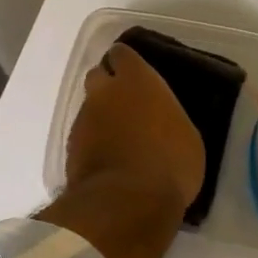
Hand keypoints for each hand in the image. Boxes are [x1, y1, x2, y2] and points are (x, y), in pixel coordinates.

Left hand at [65, 43, 203, 218]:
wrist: (127, 202)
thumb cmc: (170, 164)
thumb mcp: (186, 136)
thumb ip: (166, 115)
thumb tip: (159, 117)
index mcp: (137, 80)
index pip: (122, 54)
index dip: (126, 63)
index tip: (136, 75)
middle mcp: (105, 91)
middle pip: (98, 75)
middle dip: (108, 85)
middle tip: (126, 104)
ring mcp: (84, 118)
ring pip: (88, 106)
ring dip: (100, 115)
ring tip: (117, 136)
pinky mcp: (71, 146)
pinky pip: (82, 134)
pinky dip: (92, 140)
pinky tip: (107, 157)